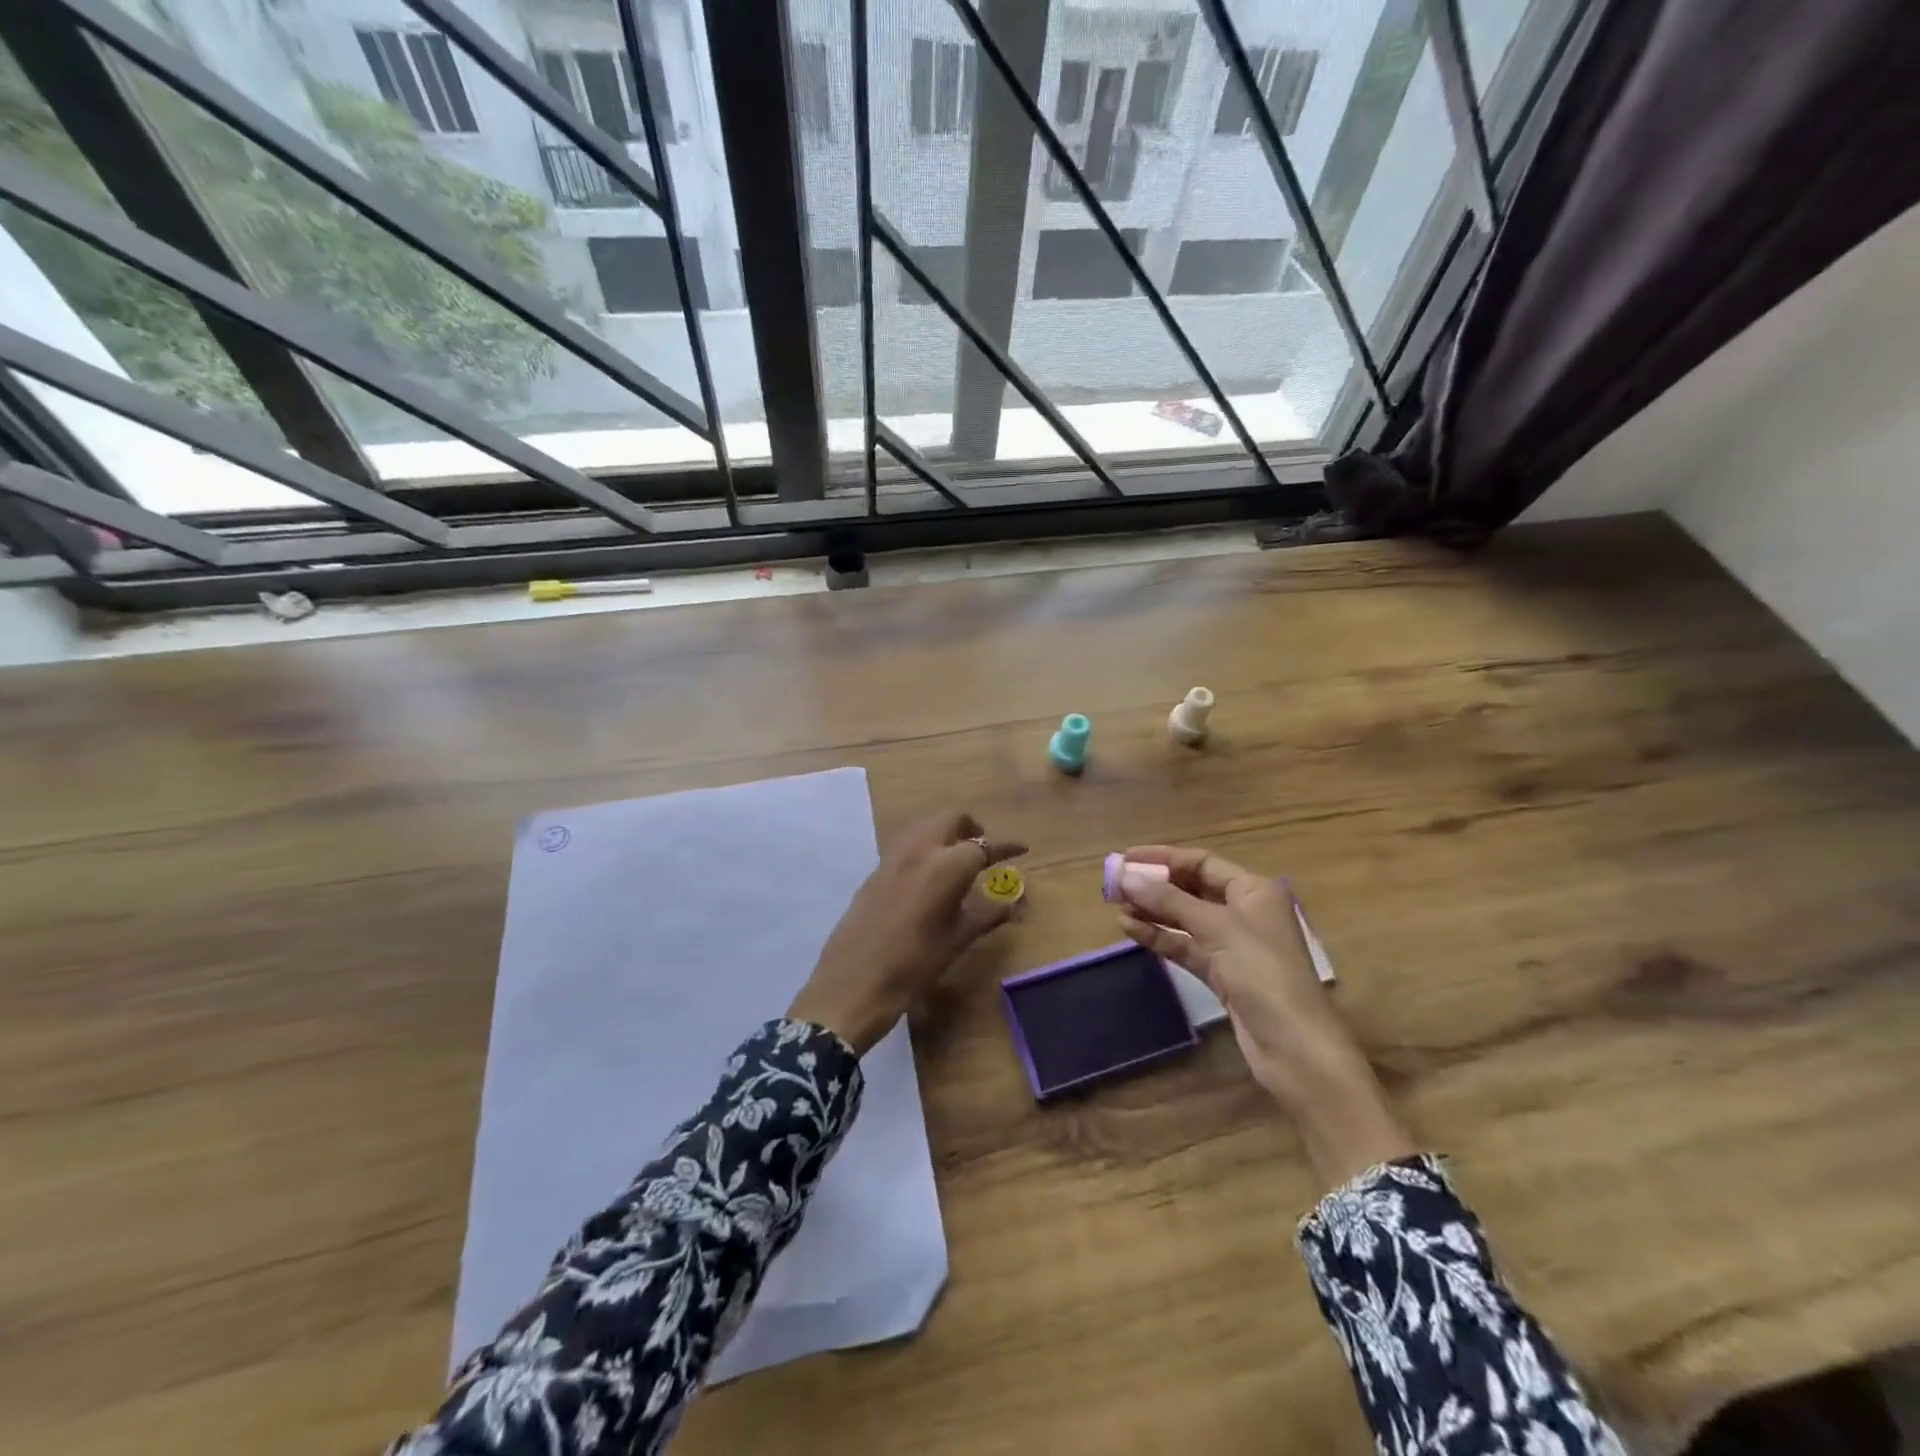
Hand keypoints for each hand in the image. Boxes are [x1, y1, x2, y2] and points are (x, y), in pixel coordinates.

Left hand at [789, 811, 1025, 1055]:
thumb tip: (1011, 904)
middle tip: (983, 849)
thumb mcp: (957, 940)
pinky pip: (906, 845)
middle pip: (950, 820)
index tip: (1021, 848)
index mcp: (947, 866)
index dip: (1005, 847)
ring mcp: (893, 857)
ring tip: (957, 860)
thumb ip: (986, 915)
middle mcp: (920, 850)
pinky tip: (928, 875)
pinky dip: (924, 848)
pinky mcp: (875, 870)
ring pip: (925, 827)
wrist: (854, 982)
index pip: (983, 847)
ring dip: (945, 834)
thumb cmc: (915, 965)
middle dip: (971, 828)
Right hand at [1115, 846, 1416, 1189]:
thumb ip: (1169, 901)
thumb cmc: (1263, 974)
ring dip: (1152, 912)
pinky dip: (1159, 937)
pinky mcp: (1221, 974)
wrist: (1296, 1049)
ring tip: (1115, 907)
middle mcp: (1244, 912)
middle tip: (1113, 885)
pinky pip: (1184, 946)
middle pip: (1191, 889)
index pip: (1202, 862)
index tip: (1125, 857)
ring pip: (1184, 919)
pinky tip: (1130, 930)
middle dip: (1154, 886)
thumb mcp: (1216, 929)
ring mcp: (1232, 945)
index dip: (1163, 858)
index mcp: (1253, 891)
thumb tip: (1126, 877)